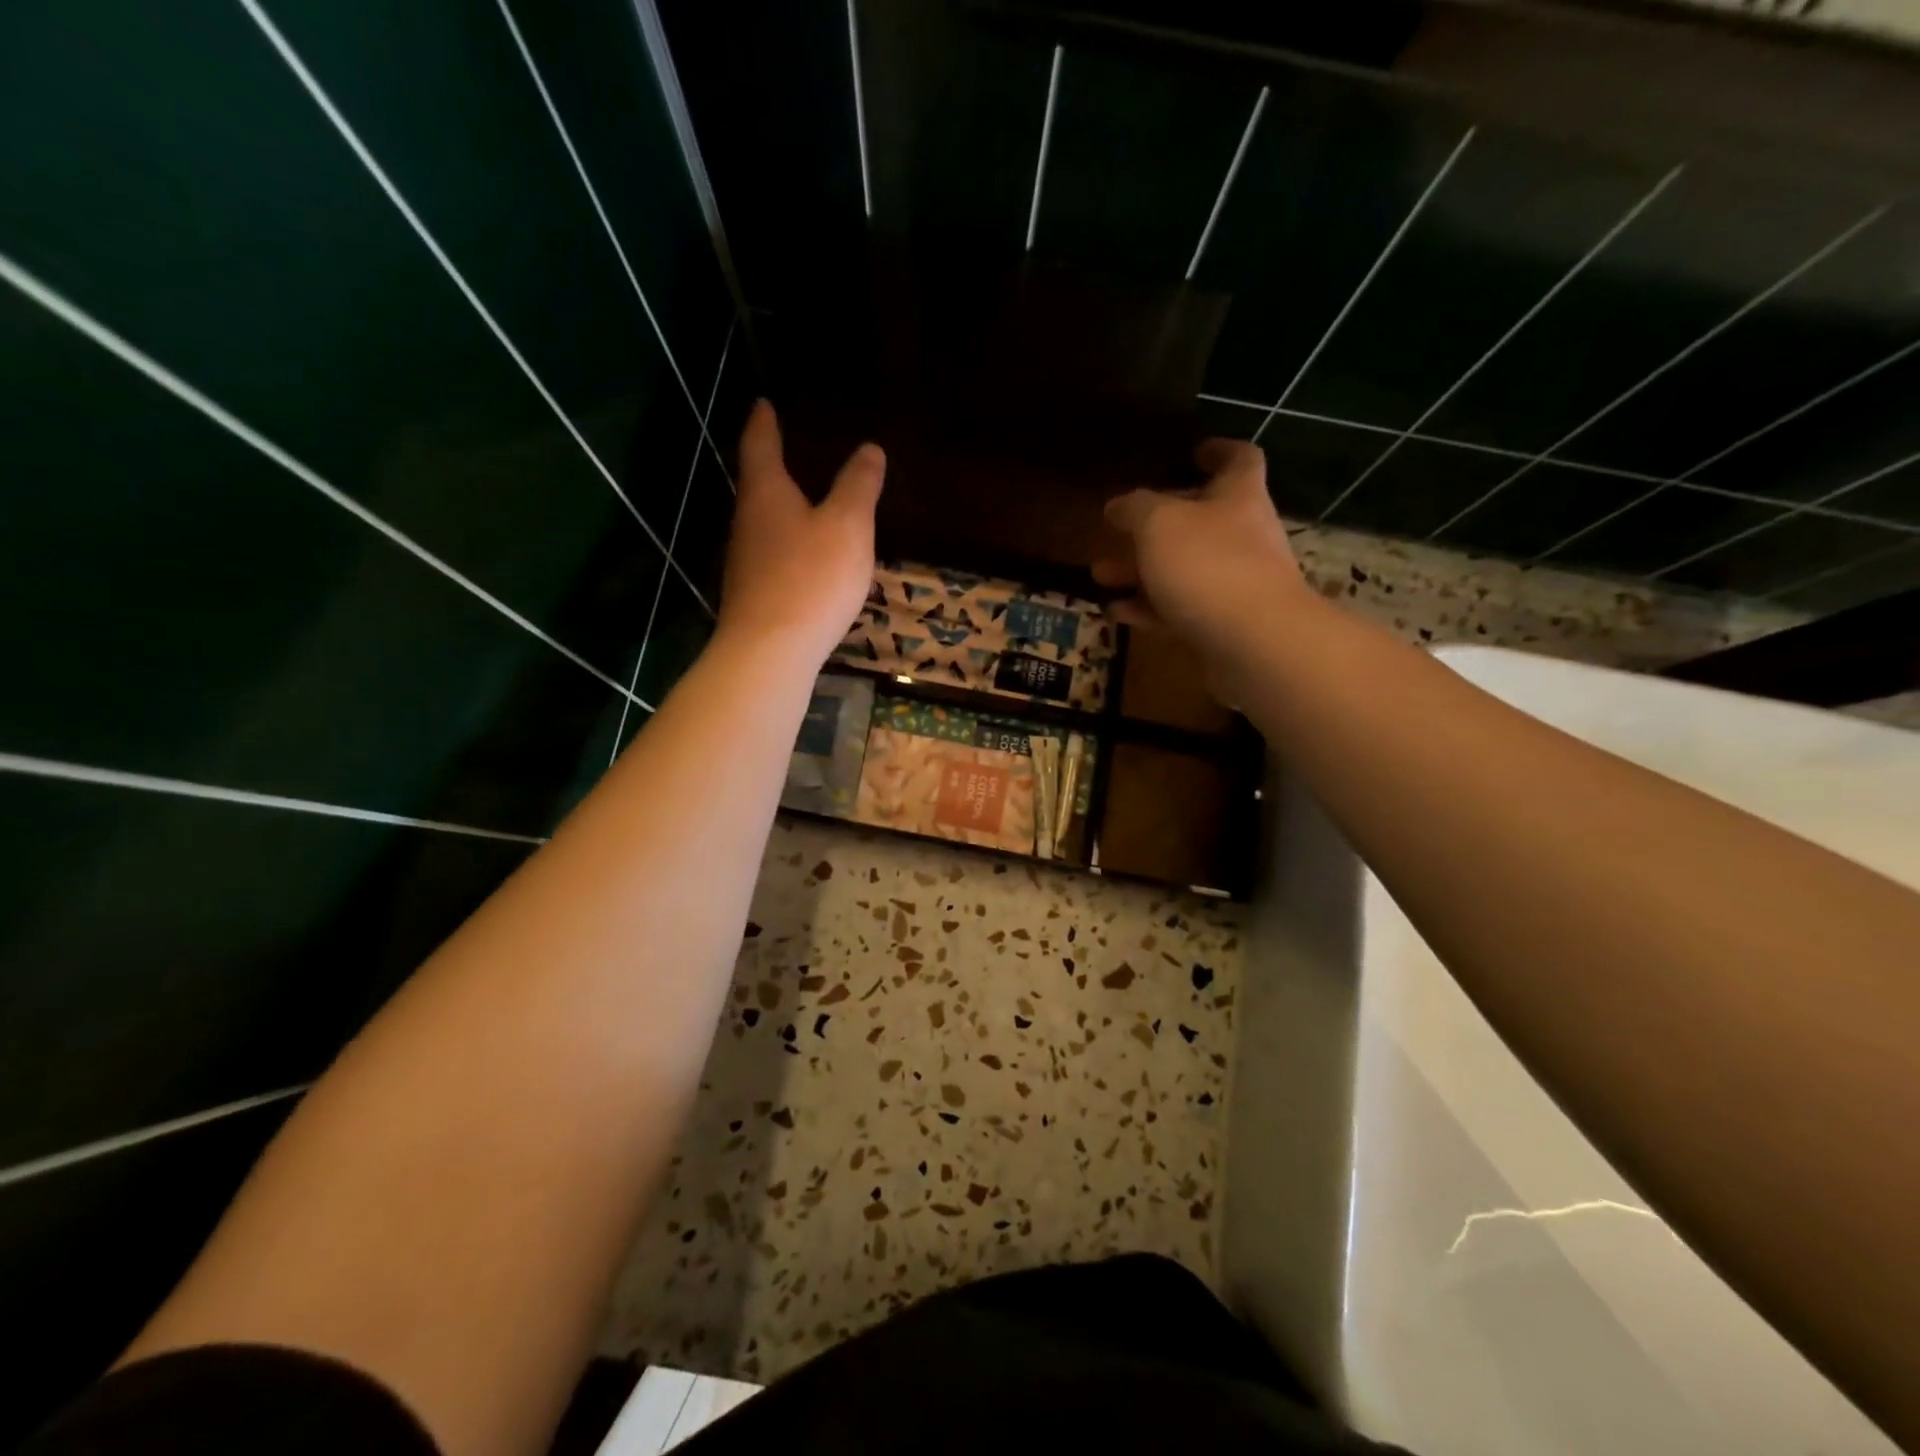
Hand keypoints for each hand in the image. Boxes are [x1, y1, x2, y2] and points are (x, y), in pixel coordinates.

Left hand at [718, 400, 884, 665]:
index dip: (764, 423)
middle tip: (786, 450)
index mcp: (767, 494)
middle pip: (756, 486)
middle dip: (770, 466)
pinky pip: (770, 557)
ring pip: (762, 523)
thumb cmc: (811, 577)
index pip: (760, 446)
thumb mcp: (848, 525)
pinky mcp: (753, 595)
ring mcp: (745, 562)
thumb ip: (858, 486)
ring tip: (801, 501)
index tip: (763, 403)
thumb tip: (869, 449)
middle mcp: (747, 522)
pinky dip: (786, 545)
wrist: (771, 650)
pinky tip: (803, 558)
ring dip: (779, 509)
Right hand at [1093, 439, 1311, 697]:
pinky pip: (1180, 609)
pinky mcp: (1222, 625)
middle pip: (1198, 521)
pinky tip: (1116, 612)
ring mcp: (1235, 584)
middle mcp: (1242, 536)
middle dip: (1152, 526)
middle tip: (1114, 530)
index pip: (1238, 460)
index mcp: (1238, 497)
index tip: (1194, 451)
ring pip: (1182, 569)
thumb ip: (1134, 509)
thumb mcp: (1159, 524)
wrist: (1254, 642)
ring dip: (1140, 570)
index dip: (1218, 451)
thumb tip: (1117, 505)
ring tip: (1099, 575)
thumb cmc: (1208, 565)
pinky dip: (1148, 608)